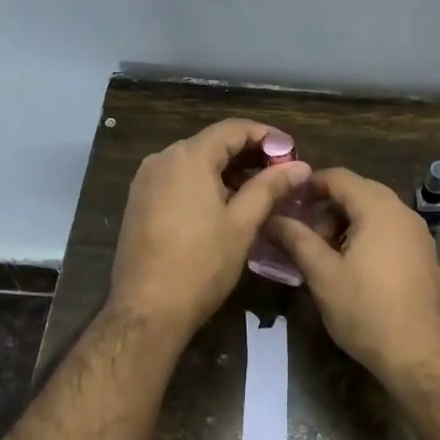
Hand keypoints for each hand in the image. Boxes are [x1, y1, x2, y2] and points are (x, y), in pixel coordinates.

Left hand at [109, 118, 311, 339]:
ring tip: (258, 192)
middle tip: (280, 174)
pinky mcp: (138, 202)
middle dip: (248, 154)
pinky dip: (204, 184)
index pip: (233, 129)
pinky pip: (177, 180)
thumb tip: (301, 166)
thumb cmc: (201, 265)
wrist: (146, 310)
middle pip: (212, 143)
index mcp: (188, 157)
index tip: (292, 152)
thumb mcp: (242, 224)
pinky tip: (224, 205)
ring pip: (194, 162)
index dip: (266, 136)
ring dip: (227, 170)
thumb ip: (270, 187)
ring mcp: (145, 181)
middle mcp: (162, 159)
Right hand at [268, 167, 439, 380]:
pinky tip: (352, 266)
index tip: (286, 203)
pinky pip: (390, 230)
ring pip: (375, 212)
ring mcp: (418, 233)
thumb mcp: (323, 274)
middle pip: (358, 191)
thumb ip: (297, 239)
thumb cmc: (366, 311)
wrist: (420, 355)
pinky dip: (366, 235)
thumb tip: (272, 218)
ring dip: (346, 223)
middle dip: (327, 207)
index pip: (339, 177)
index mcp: (378, 208)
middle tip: (303, 234)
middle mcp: (403, 212)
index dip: (309, 185)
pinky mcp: (424, 255)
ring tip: (324, 254)